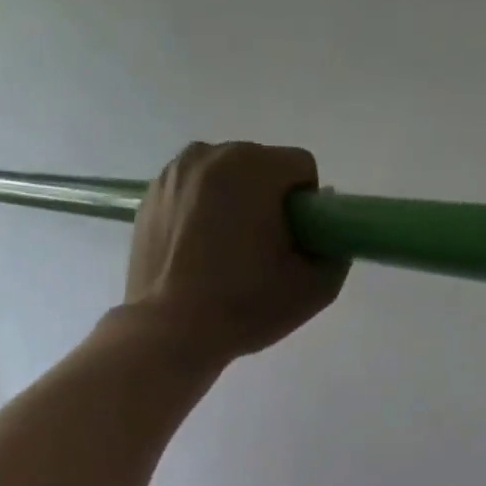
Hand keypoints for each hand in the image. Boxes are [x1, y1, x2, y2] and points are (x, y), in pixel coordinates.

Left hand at [123, 141, 348, 361]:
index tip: (293, 247)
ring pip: (223, 180)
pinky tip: (196, 256)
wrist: (170, 331)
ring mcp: (173, 173)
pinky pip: (191, 196)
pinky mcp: (149, 197)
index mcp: (254, 166)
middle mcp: (211, 154)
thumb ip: (336, 253)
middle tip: (259, 257)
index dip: (306, 211)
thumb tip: (327, 235)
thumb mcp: (312, 290)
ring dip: (232, 207)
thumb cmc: (244, 308)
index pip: (301, 170)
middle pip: (259, 170)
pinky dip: (199, 216)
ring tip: (224, 258)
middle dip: (267, 204)